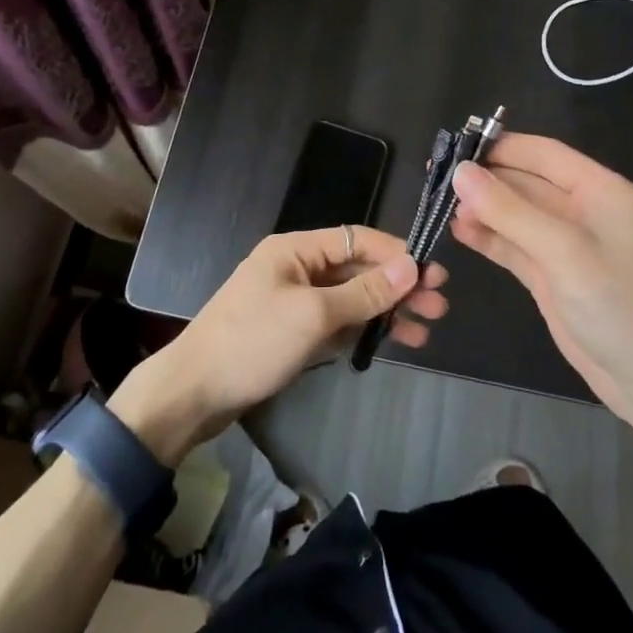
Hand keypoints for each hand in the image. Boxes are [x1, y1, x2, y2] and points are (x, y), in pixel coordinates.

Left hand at [112, 226, 448, 463]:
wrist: (192, 393)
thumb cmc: (253, 342)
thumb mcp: (313, 315)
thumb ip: (364, 292)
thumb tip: (411, 266)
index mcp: (295, 249)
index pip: (357, 239)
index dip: (397, 254)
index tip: (433, 274)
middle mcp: (297, 267)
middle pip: (357, 269)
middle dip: (398, 285)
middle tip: (439, 305)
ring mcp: (294, 301)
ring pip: (351, 297)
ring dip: (387, 310)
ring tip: (427, 328)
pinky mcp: (292, 331)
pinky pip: (337, 321)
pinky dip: (364, 329)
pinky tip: (394, 341)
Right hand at [449, 133, 632, 421]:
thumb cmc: (619, 307)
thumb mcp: (565, 253)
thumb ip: (511, 211)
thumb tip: (460, 172)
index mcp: (601, 191)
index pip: (545, 154)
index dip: (502, 147)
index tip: (456, 147)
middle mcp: (583, 211)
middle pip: (525, 182)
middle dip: (485, 179)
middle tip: (437, 178)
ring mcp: (565, 244)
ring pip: (515, 213)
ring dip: (482, 208)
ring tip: (440, 206)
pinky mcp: (551, 274)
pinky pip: (514, 244)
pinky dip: (488, 236)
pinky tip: (458, 231)